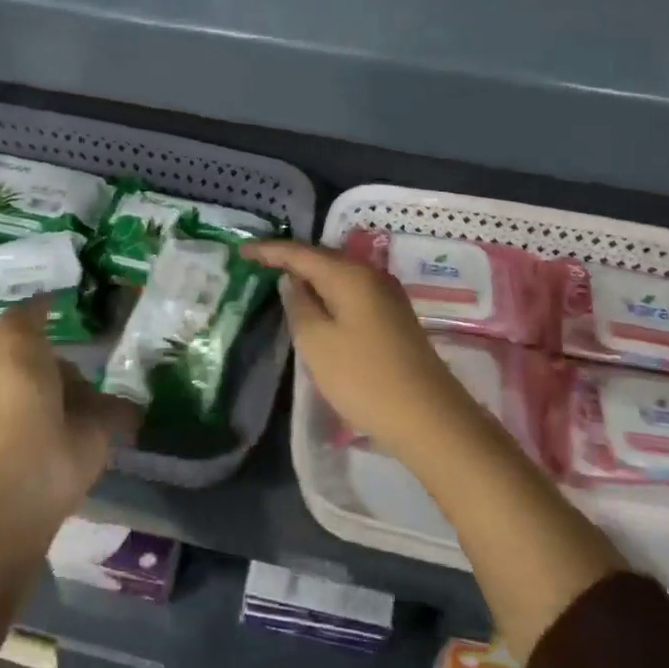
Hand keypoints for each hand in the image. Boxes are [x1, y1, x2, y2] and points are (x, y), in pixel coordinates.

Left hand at [0, 297, 140, 529]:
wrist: (31, 465)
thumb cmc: (15, 395)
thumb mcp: (11, 338)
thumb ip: (30, 314)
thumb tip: (49, 295)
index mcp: (14, 365)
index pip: (36, 336)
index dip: (54, 316)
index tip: (86, 293)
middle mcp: (41, 387)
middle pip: (68, 360)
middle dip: (92, 343)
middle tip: (127, 315)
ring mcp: (71, 413)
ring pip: (96, 384)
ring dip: (117, 370)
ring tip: (151, 341)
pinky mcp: (99, 435)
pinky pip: (121, 410)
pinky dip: (137, 400)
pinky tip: (159, 375)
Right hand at [242, 240, 484, 456]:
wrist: (428, 417)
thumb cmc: (364, 378)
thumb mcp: (316, 343)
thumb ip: (299, 305)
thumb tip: (292, 281)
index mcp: (350, 275)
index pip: (300, 252)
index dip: (269, 251)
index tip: (240, 251)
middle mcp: (371, 275)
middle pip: (322, 258)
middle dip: (289, 259)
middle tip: (257, 263)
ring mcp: (387, 296)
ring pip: (339, 275)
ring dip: (309, 276)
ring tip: (279, 280)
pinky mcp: (393, 317)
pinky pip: (351, 292)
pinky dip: (328, 292)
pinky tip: (315, 304)